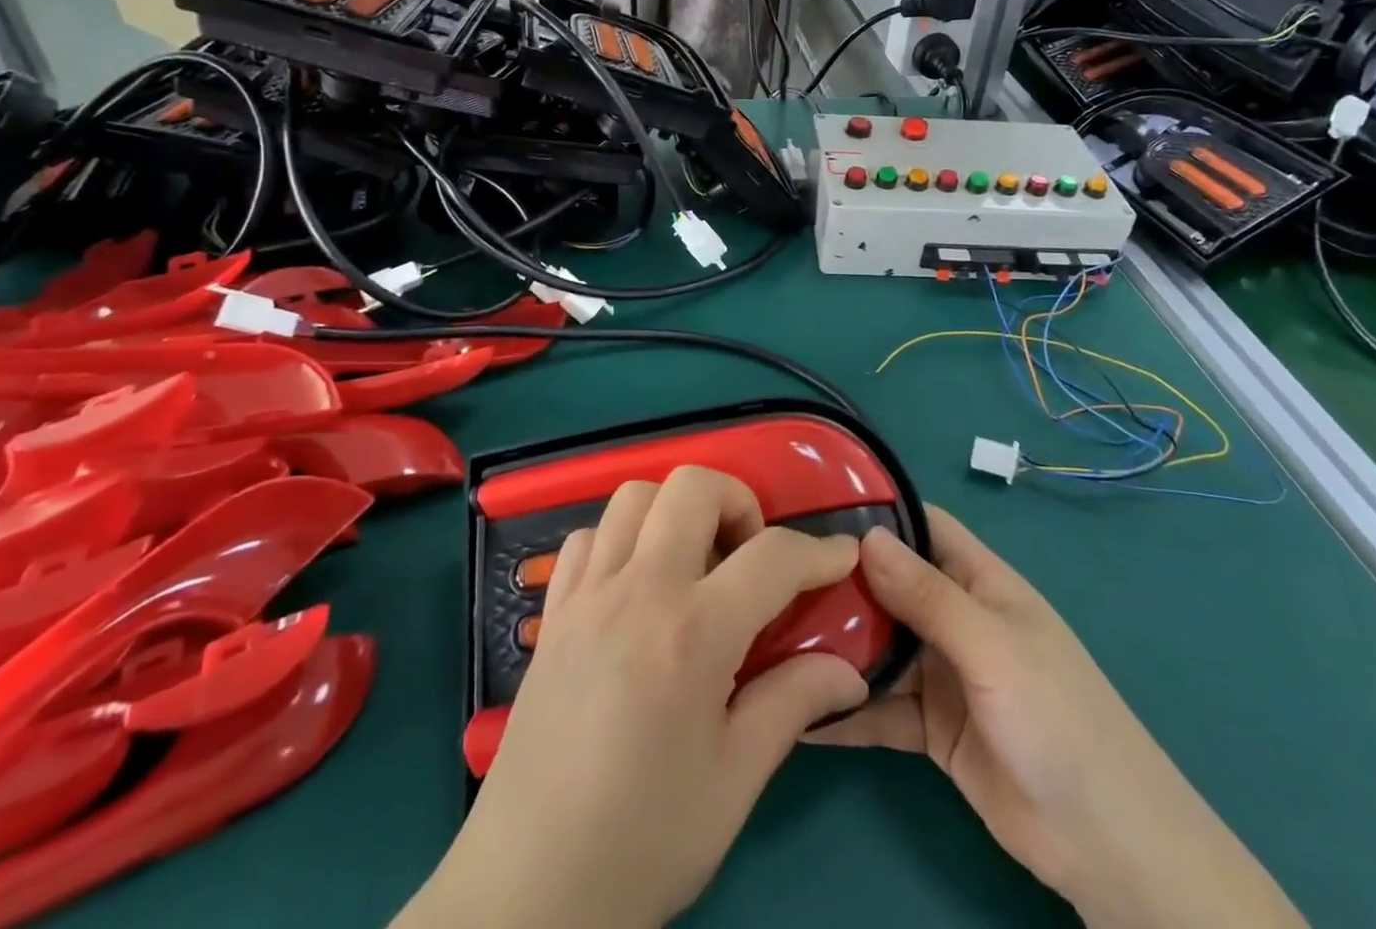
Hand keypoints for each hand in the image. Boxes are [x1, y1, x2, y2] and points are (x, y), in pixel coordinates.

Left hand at [405, 466, 868, 928]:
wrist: (526, 895)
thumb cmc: (642, 842)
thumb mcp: (734, 782)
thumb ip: (793, 705)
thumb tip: (850, 671)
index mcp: (692, 633)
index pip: (772, 557)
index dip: (819, 551)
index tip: (843, 556)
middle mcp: (637, 592)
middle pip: (692, 487)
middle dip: (738, 502)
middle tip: (749, 556)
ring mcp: (587, 595)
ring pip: (634, 496)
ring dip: (676, 511)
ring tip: (695, 565)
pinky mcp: (552, 614)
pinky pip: (587, 538)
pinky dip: (620, 540)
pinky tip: (635, 587)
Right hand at [810, 508, 1304, 928]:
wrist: (1108, 847)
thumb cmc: (1058, 720)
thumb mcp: (992, 648)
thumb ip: (929, 597)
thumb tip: (866, 537)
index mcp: (980, 583)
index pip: (924, 526)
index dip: (878, 510)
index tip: (816, 504)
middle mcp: (956, 619)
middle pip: (891, 585)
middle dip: (841, 579)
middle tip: (773, 572)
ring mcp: (941, 674)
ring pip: (879, 645)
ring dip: (835, 642)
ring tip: (770, 632)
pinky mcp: (930, 729)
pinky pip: (879, 708)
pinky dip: (844, 706)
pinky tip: (795, 707)